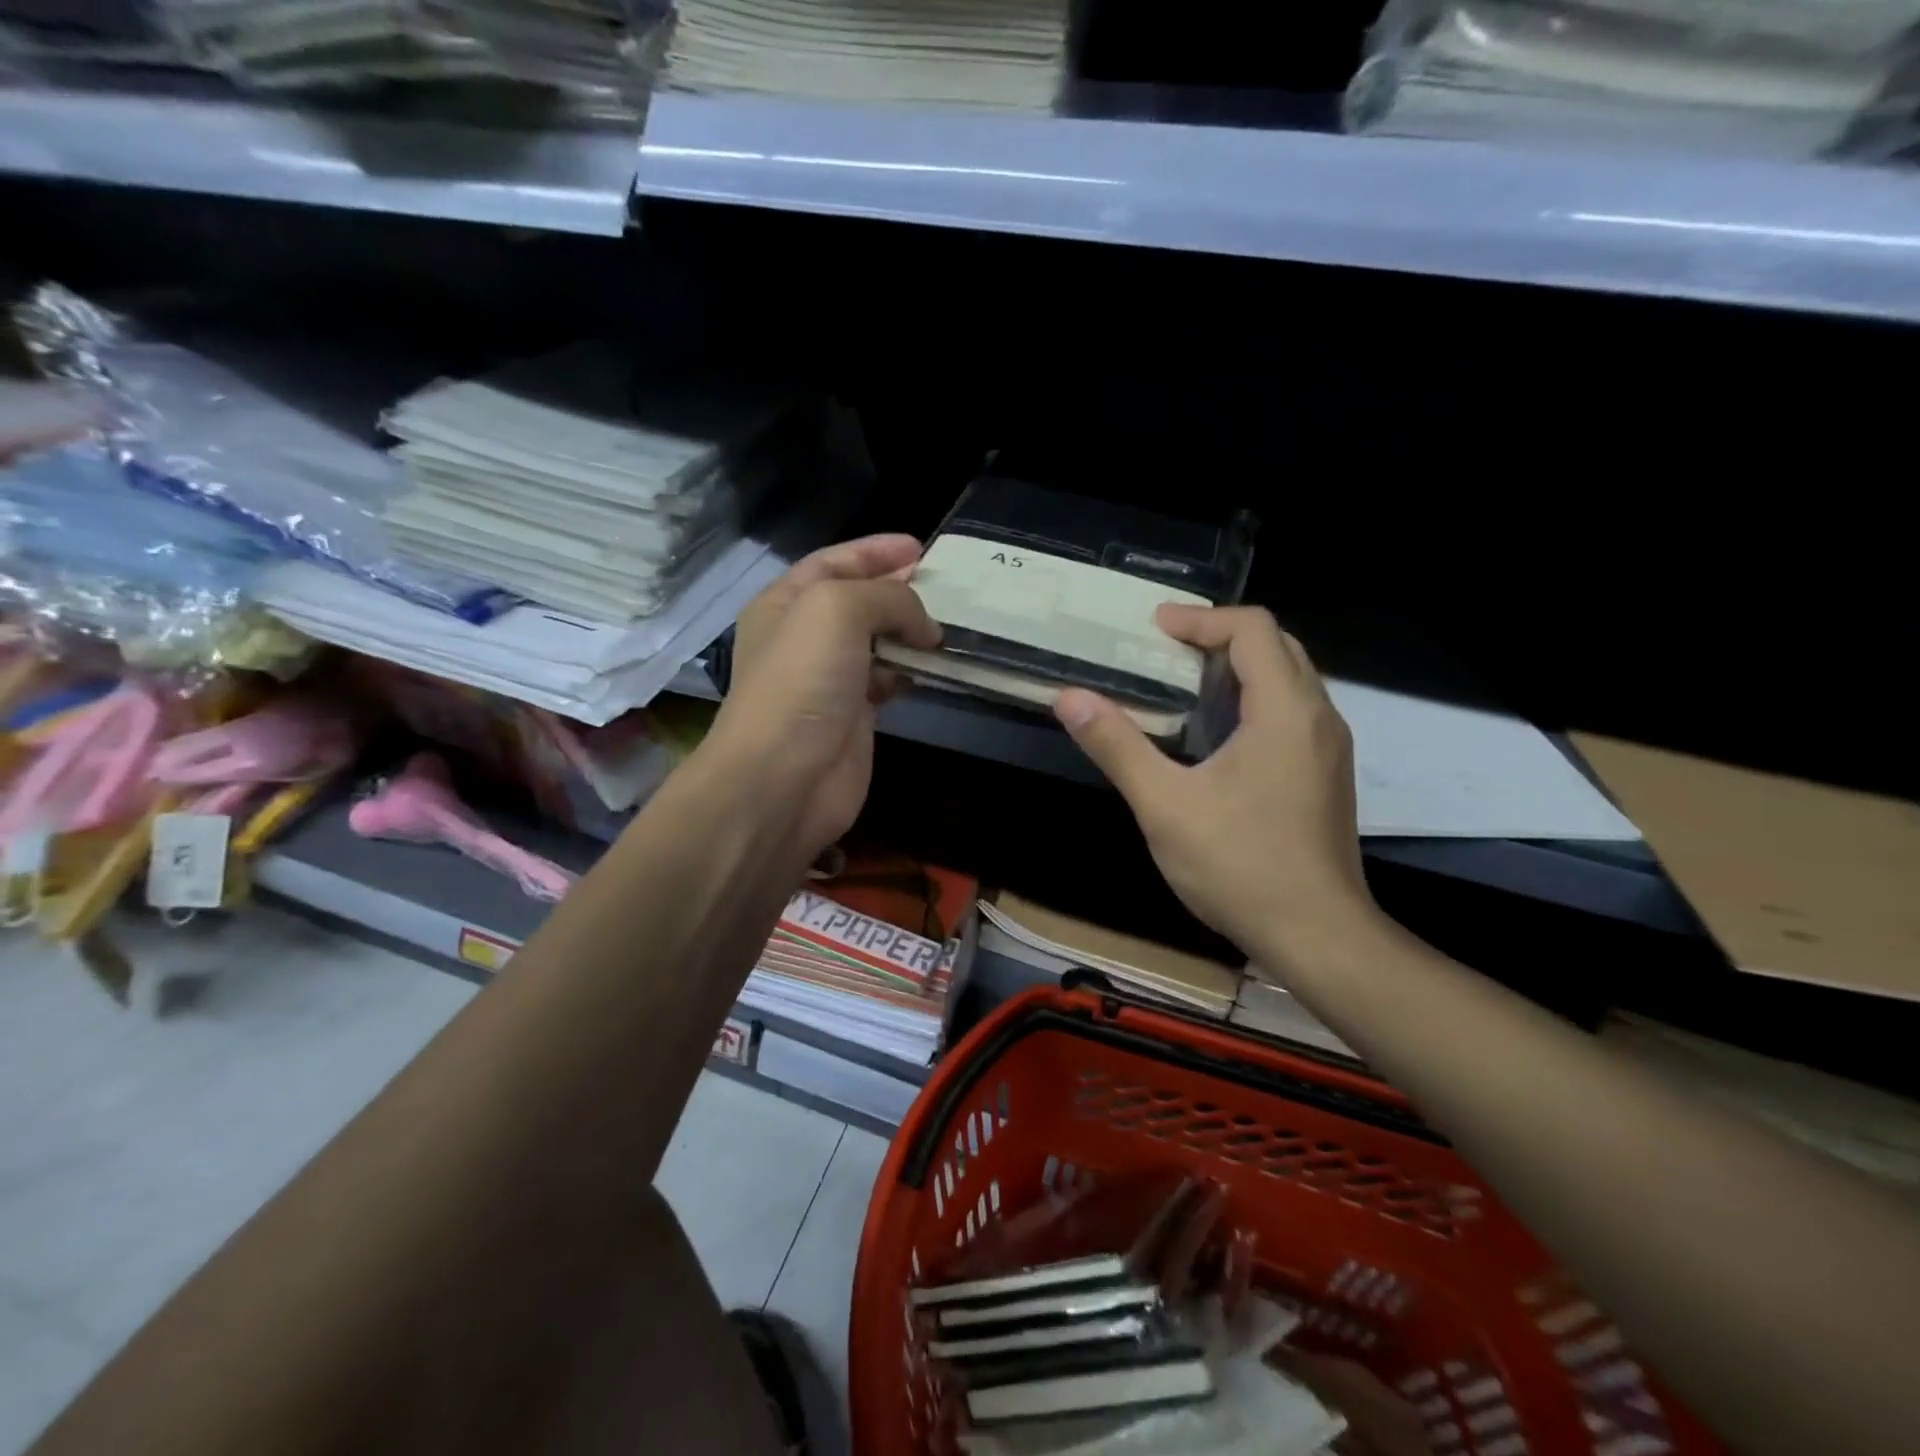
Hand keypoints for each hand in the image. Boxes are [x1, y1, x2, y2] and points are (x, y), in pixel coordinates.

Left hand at [708, 535, 939, 858]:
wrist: (784, 777)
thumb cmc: (801, 681)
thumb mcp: (838, 609)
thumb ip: (887, 598)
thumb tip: (925, 627)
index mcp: (786, 602)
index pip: (834, 562)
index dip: (876, 551)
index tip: (922, 548)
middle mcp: (805, 637)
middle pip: (859, 600)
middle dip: (899, 589)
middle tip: (945, 584)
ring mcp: (829, 679)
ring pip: (877, 642)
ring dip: (911, 632)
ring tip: (949, 625)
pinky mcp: (854, 717)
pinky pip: (888, 680)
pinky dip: (912, 670)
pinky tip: (935, 666)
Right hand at [1052, 605, 1381, 972]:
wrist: (1318, 937)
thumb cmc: (1240, 866)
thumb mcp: (1165, 805)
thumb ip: (1117, 746)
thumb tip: (1069, 697)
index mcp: (1285, 711)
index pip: (1253, 628)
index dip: (1201, 619)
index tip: (1154, 628)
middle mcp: (1317, 718)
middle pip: (1277, 646)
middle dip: (1220, 637)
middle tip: (1165, 651)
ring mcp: (1327, 749)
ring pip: (1288, 681)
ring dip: (1239, 668)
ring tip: (1183, 684)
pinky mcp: (1325, 776)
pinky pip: (1291, 713)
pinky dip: (1253, 700)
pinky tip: (1215, 736)